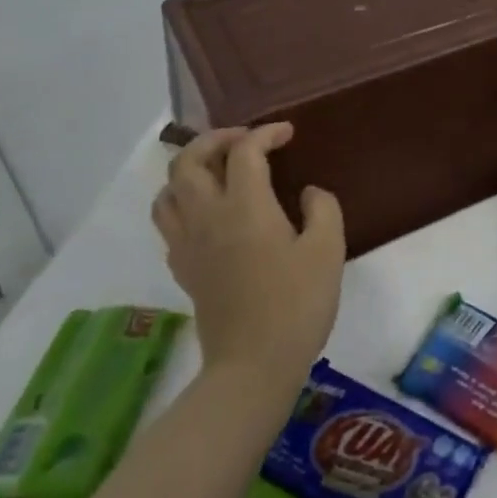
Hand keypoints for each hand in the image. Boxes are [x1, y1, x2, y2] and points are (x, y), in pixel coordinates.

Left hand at [151, 123, 345, 385]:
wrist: (254, 364)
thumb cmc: (298, 303)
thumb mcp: (328, 250)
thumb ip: (322, 209)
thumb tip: (307, 193)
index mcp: (245, 207)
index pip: (244, 152)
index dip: (265, 133)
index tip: (287, 133)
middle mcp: (207, 217)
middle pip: (187, 161)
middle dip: (214, 140)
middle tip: (244, 141)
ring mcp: (188, 244)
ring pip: (167, 190)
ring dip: (189, 169)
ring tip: (218, 171)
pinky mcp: (182, 269)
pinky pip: (168, 222)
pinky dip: (183, 203)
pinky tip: (209, 214)